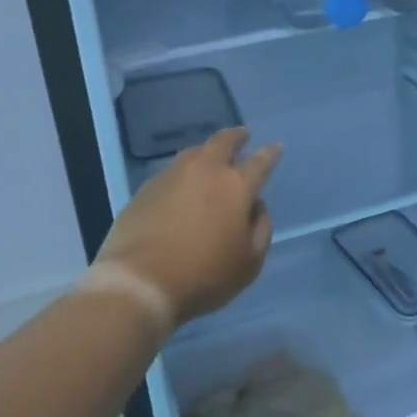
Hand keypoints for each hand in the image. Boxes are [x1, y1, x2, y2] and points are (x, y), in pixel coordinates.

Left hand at [95, 127, 281, 330]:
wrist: (141, 281)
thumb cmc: (205, 275)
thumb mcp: (249, 262)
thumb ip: (261, 229)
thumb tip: (256, 206)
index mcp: (235, 186)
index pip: (260, 163)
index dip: (270, 154)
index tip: (275, 147)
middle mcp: (204, 171)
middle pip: (223, 142)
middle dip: (236, 137)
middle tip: (242, 135)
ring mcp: (171, 176)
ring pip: (193, 153)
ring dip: (206, 152)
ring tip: (210, 158)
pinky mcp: (145, 189)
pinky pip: (170, 173)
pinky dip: (182, 174)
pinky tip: (181, 187)